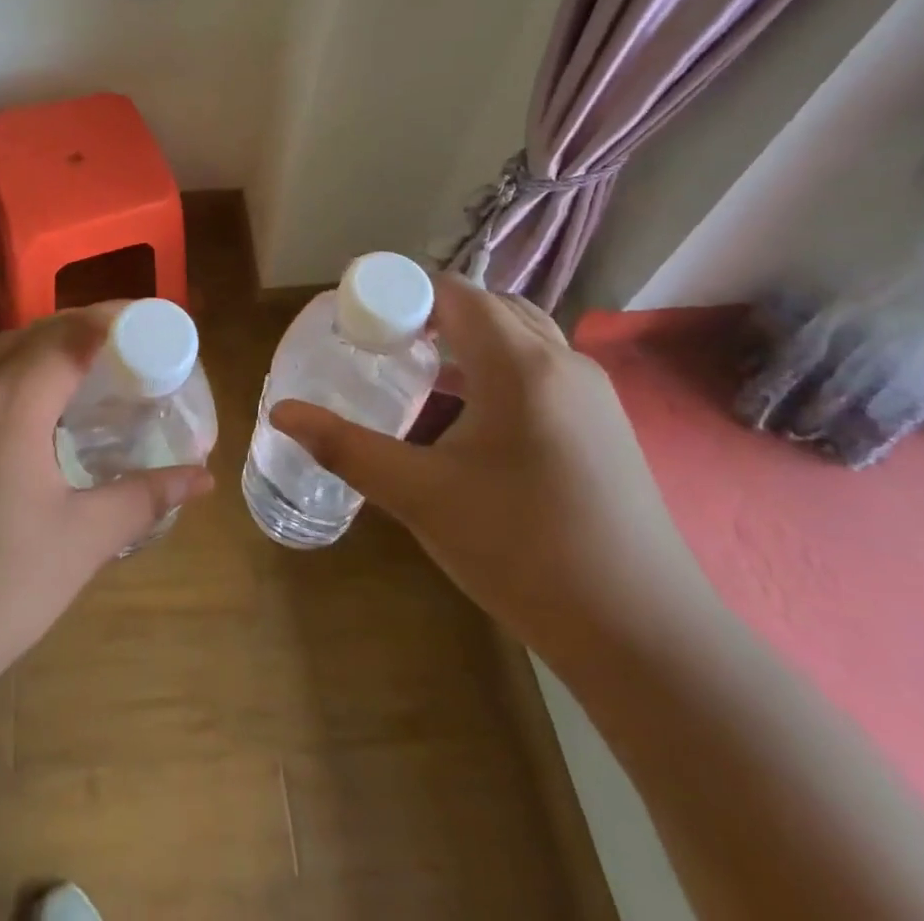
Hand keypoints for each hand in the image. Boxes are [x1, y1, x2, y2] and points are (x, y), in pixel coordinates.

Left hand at [0, 304, 213, 716]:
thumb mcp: (82, 542)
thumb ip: (144, 497)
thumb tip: (200, 477)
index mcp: (7, 404)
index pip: (70, 335)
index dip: (113, 320)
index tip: (148, 322)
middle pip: (28, 335)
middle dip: (77, 330)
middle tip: (120, 350)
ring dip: (34, 356)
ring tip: (74, 383)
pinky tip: (14, 429)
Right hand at [271, 277, 712, 666]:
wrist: (642, 633)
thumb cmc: (522, 551)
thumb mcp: (420, 496)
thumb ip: (346, 447)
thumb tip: (281, 413)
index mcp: (519, 364)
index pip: (455, 292)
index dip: (404, 291)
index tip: (360, 315)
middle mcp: (562, 362)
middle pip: (489, 306)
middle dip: (433, 311)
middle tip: (384, 340)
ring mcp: (593, 393)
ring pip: (521, 335)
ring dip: (470, 338)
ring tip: (421, 368)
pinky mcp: (605, 425)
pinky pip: (542, 367)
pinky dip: (499, 365)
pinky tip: (472, 414)